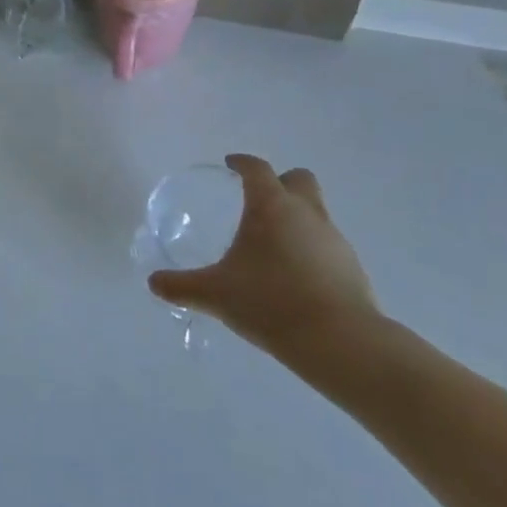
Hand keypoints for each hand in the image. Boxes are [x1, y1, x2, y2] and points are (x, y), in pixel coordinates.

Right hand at [147, 154, 379, 360]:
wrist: (340, 343)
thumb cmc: (270, 302)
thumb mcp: (215, 295)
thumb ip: (182, 286)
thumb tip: (153, 282)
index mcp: (271, 206)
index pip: (257, 169)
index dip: (242, 163)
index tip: (230, 165)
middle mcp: (306, 213)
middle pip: (299, 179)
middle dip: (280, 182)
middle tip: (258, 199)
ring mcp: (335, 239)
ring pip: (316, 213)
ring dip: (297, 218)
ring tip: (273, 246)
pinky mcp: (353, 268)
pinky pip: (328, 245)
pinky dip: (311, 250)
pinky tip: (295, 276)